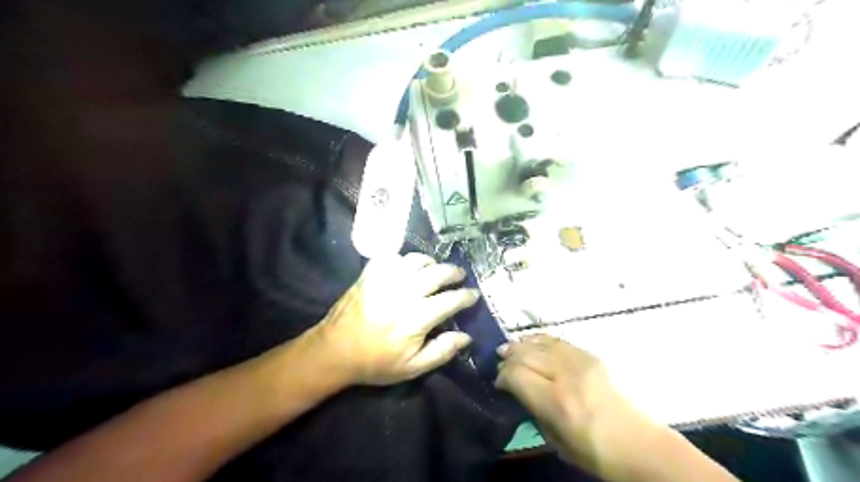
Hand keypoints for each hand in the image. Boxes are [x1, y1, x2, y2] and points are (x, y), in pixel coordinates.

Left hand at [314, 253, 480, 383]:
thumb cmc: (376, 362)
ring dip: (431, 262)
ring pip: (417, 260)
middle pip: (438, 272)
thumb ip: (442, 351)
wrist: (335, 350)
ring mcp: (386, 279)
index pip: (451, 299)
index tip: (473, 295)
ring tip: (435, 269)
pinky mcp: (371, 273)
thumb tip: (466, 337)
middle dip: (454, 273)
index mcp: (417, 317)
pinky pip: (393, 257)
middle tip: (459, 277)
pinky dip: (404, 259)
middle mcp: (405, 292)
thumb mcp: (412, 367)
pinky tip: (407, 267)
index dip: (466, 296)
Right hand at [495, 337, 647, 467]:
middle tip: (500, 361)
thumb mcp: (554, 439)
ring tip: (509, 347)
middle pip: (526, 355)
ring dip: (521, 344)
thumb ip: (532, 408)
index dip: (502, 376)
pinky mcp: (591, 356)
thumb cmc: (593, 451)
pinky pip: (559, 341)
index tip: (498, 382)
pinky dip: (541, 340)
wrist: (638, 444)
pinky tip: (531, 341)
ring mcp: (581, 362)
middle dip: (509, 357)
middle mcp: (567, 376)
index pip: (516, 375)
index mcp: (557, 403)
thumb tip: (515, 386)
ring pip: (541, 343)